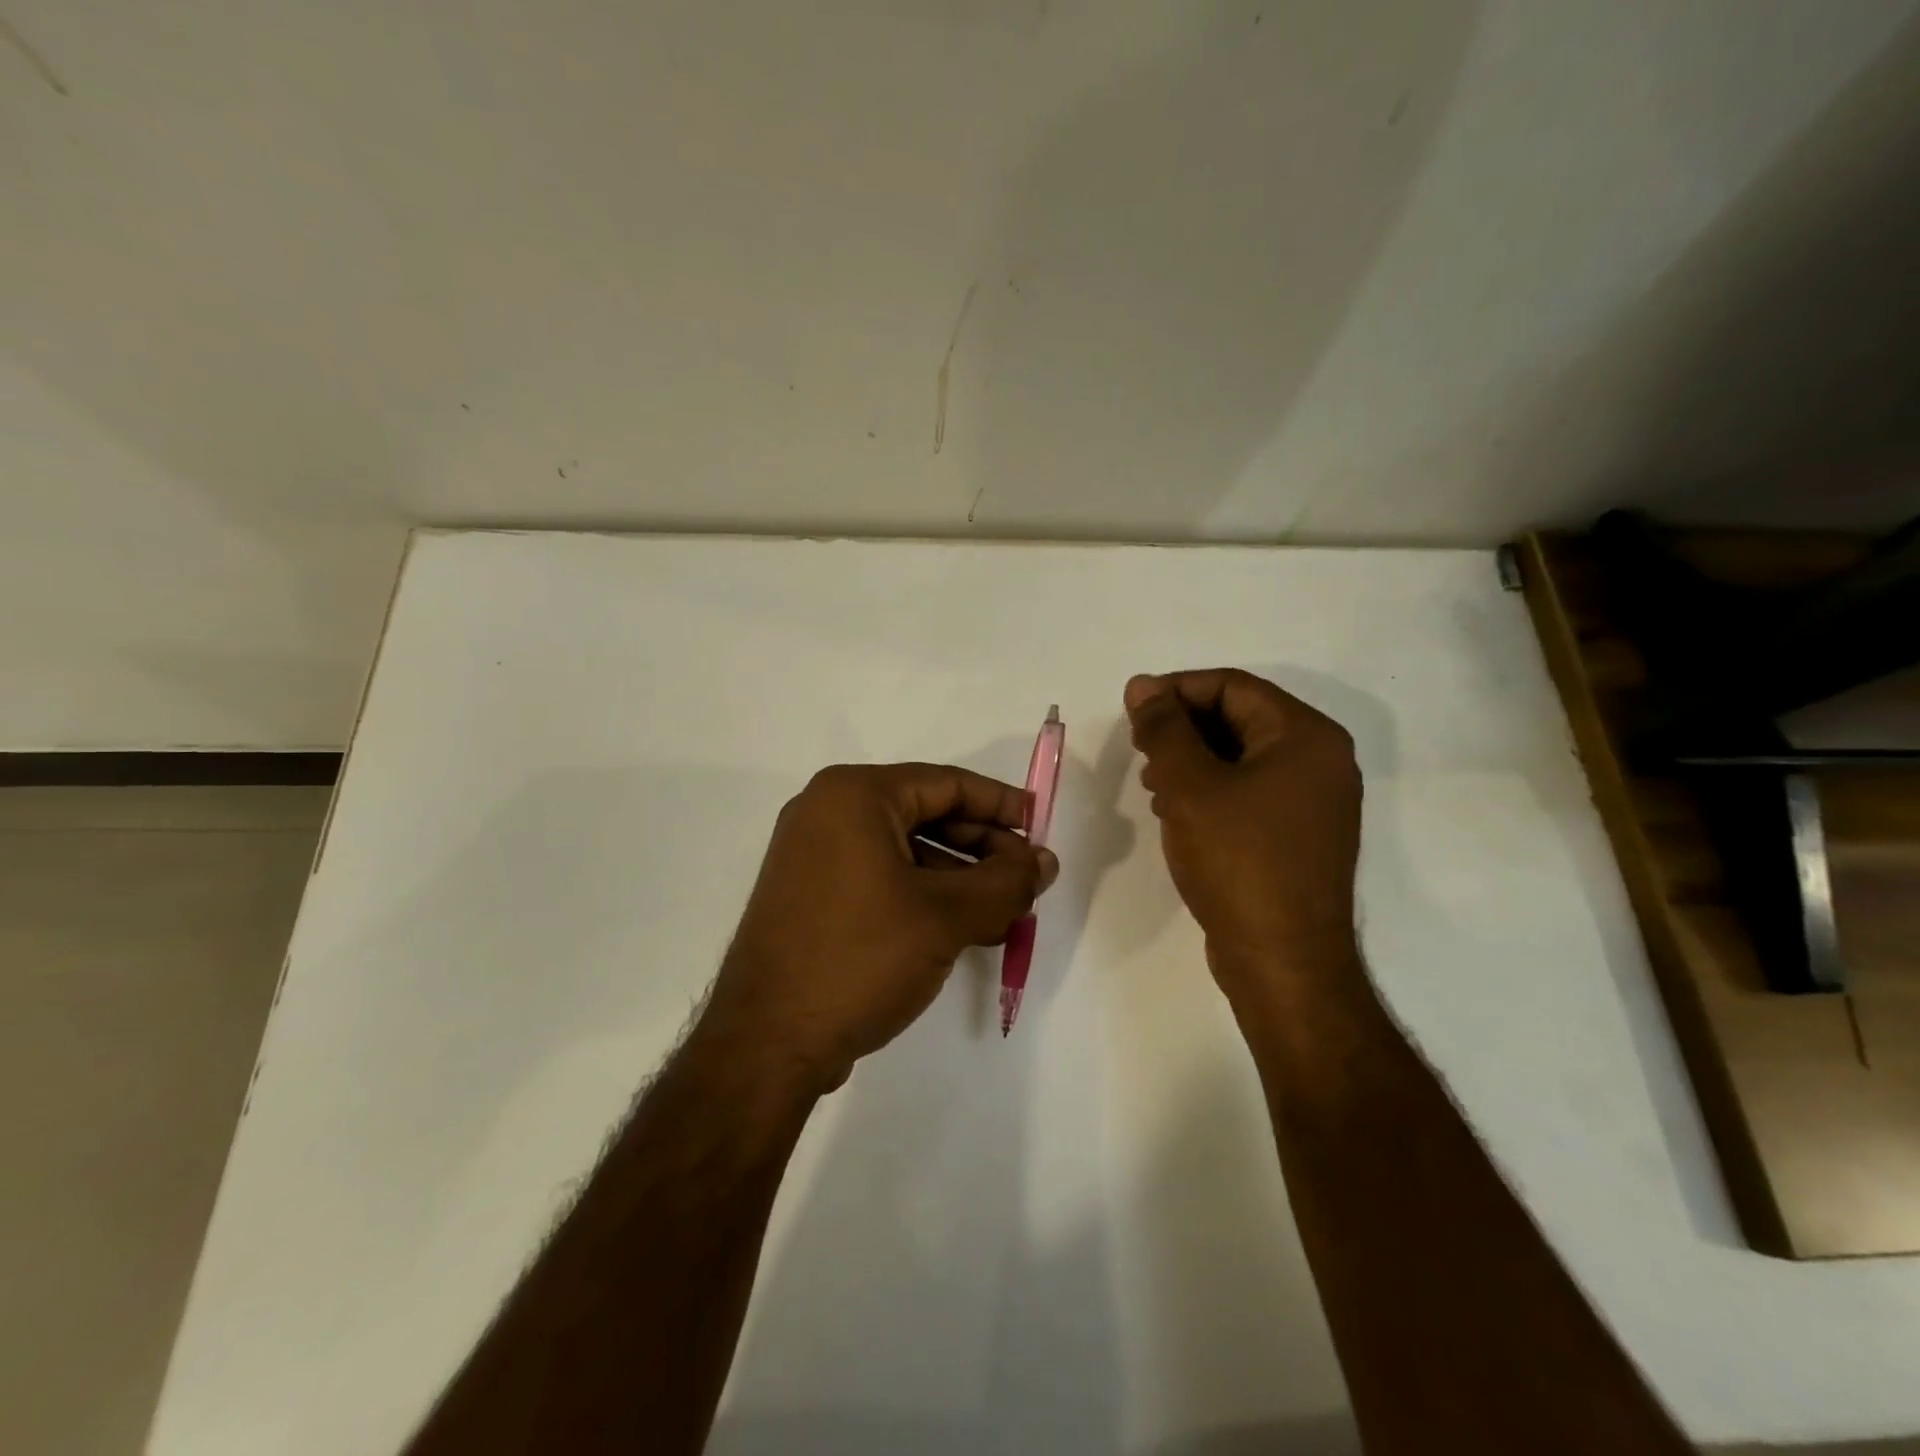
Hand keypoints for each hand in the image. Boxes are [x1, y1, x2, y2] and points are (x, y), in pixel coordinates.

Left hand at [700, 763, 1057, 1093]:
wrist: (767, 1044)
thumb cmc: (860, 958)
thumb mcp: (946, 916)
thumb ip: (1006, 883)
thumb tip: (1045, 862)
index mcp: (854, 795)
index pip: (946, 783)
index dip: (1002, 805)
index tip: (1042, 830)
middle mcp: (827, 812)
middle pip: (926, 814)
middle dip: (983, 849)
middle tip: (1027, 880)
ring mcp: (814, 856)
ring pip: (906, 851)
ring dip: (960, 879)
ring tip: (1006, 913)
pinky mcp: (812, 895)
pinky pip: (882, 878)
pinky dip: (925, 897)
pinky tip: (965, 930)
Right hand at [1124, 669, 1361, 995]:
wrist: (1283, 960)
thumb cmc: (1238, 861)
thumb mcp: (1190, 786)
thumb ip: (1163, 728)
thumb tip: (1143, 684)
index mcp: (1306, 736)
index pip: (1233, 686)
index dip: (1176, 690)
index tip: (1133, 710)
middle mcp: (1320, 760)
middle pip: (1239, 718)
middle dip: (1182, 727)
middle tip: (1139, 748)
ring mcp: (1312, 801)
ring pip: (1241, 756)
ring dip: (1191, 759)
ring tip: (1152, 783)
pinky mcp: (1298, 834)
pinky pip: (1249, 790)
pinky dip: (1209, 789)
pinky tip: (1175, 811)